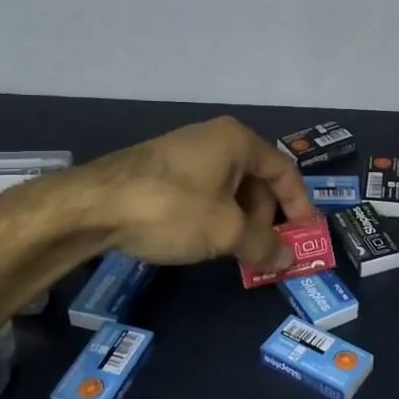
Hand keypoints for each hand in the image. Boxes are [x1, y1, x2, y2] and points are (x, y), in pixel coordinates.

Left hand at [81, 116, 315, 269]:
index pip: (284, 171)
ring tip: (236, 253)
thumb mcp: (226, 231)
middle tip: (266, 252)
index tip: (306, 238)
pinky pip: (203, 192)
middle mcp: (214, 139)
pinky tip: (205, 241)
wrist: (93, 206)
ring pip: (228, 189)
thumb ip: (264, 245)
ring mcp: (185, 153)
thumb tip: (289, 259)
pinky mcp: (161, 170)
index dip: (300, 206)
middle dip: (266, 219)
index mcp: (237, 141)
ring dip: (240, 222)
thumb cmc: (172, 209)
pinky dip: (214, 217)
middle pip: (256, 180)